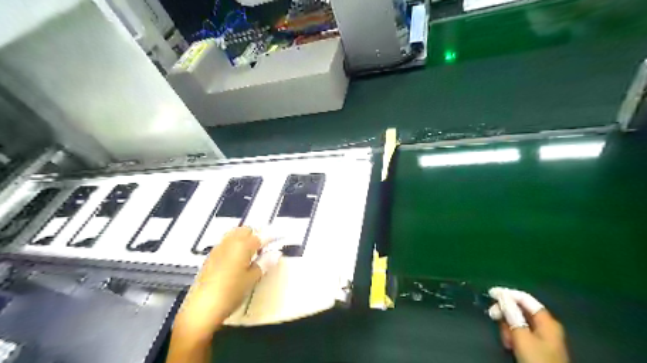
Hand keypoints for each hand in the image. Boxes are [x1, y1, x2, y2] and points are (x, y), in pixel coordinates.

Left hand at [173, 228, 281, 338]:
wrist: (201, 309)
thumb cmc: (231, 293)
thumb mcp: (251, 279)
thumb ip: (264, 263)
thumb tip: (277, 253)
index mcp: (242, 246)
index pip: (260, 236)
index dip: (272, 236)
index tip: (280, 237)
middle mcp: (229, 243)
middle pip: (245, 230)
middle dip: (256, 234)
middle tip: (265, 246)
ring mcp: (218, 249)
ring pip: (233, 234)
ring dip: (244, 238)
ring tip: (252, 251)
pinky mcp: (210, 257)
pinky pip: (225, 243)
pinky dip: (234, 244)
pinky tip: (237, 258)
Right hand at [488, 286, 567, 362]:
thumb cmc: (537, 359)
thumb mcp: (522, 336)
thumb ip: (512, 314)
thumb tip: (502, 295)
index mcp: (546, 320)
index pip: (524, 298)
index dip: (507, 293)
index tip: (490, 293)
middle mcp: (545, 324)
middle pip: (520, 309)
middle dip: (505, 313)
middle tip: (492, 315)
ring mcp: (542, 335)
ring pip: (518, 321)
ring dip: (507, 327)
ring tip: (505, 338)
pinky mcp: (537, 345)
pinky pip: (520, 332)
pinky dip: (512, 335)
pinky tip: (509, 344)